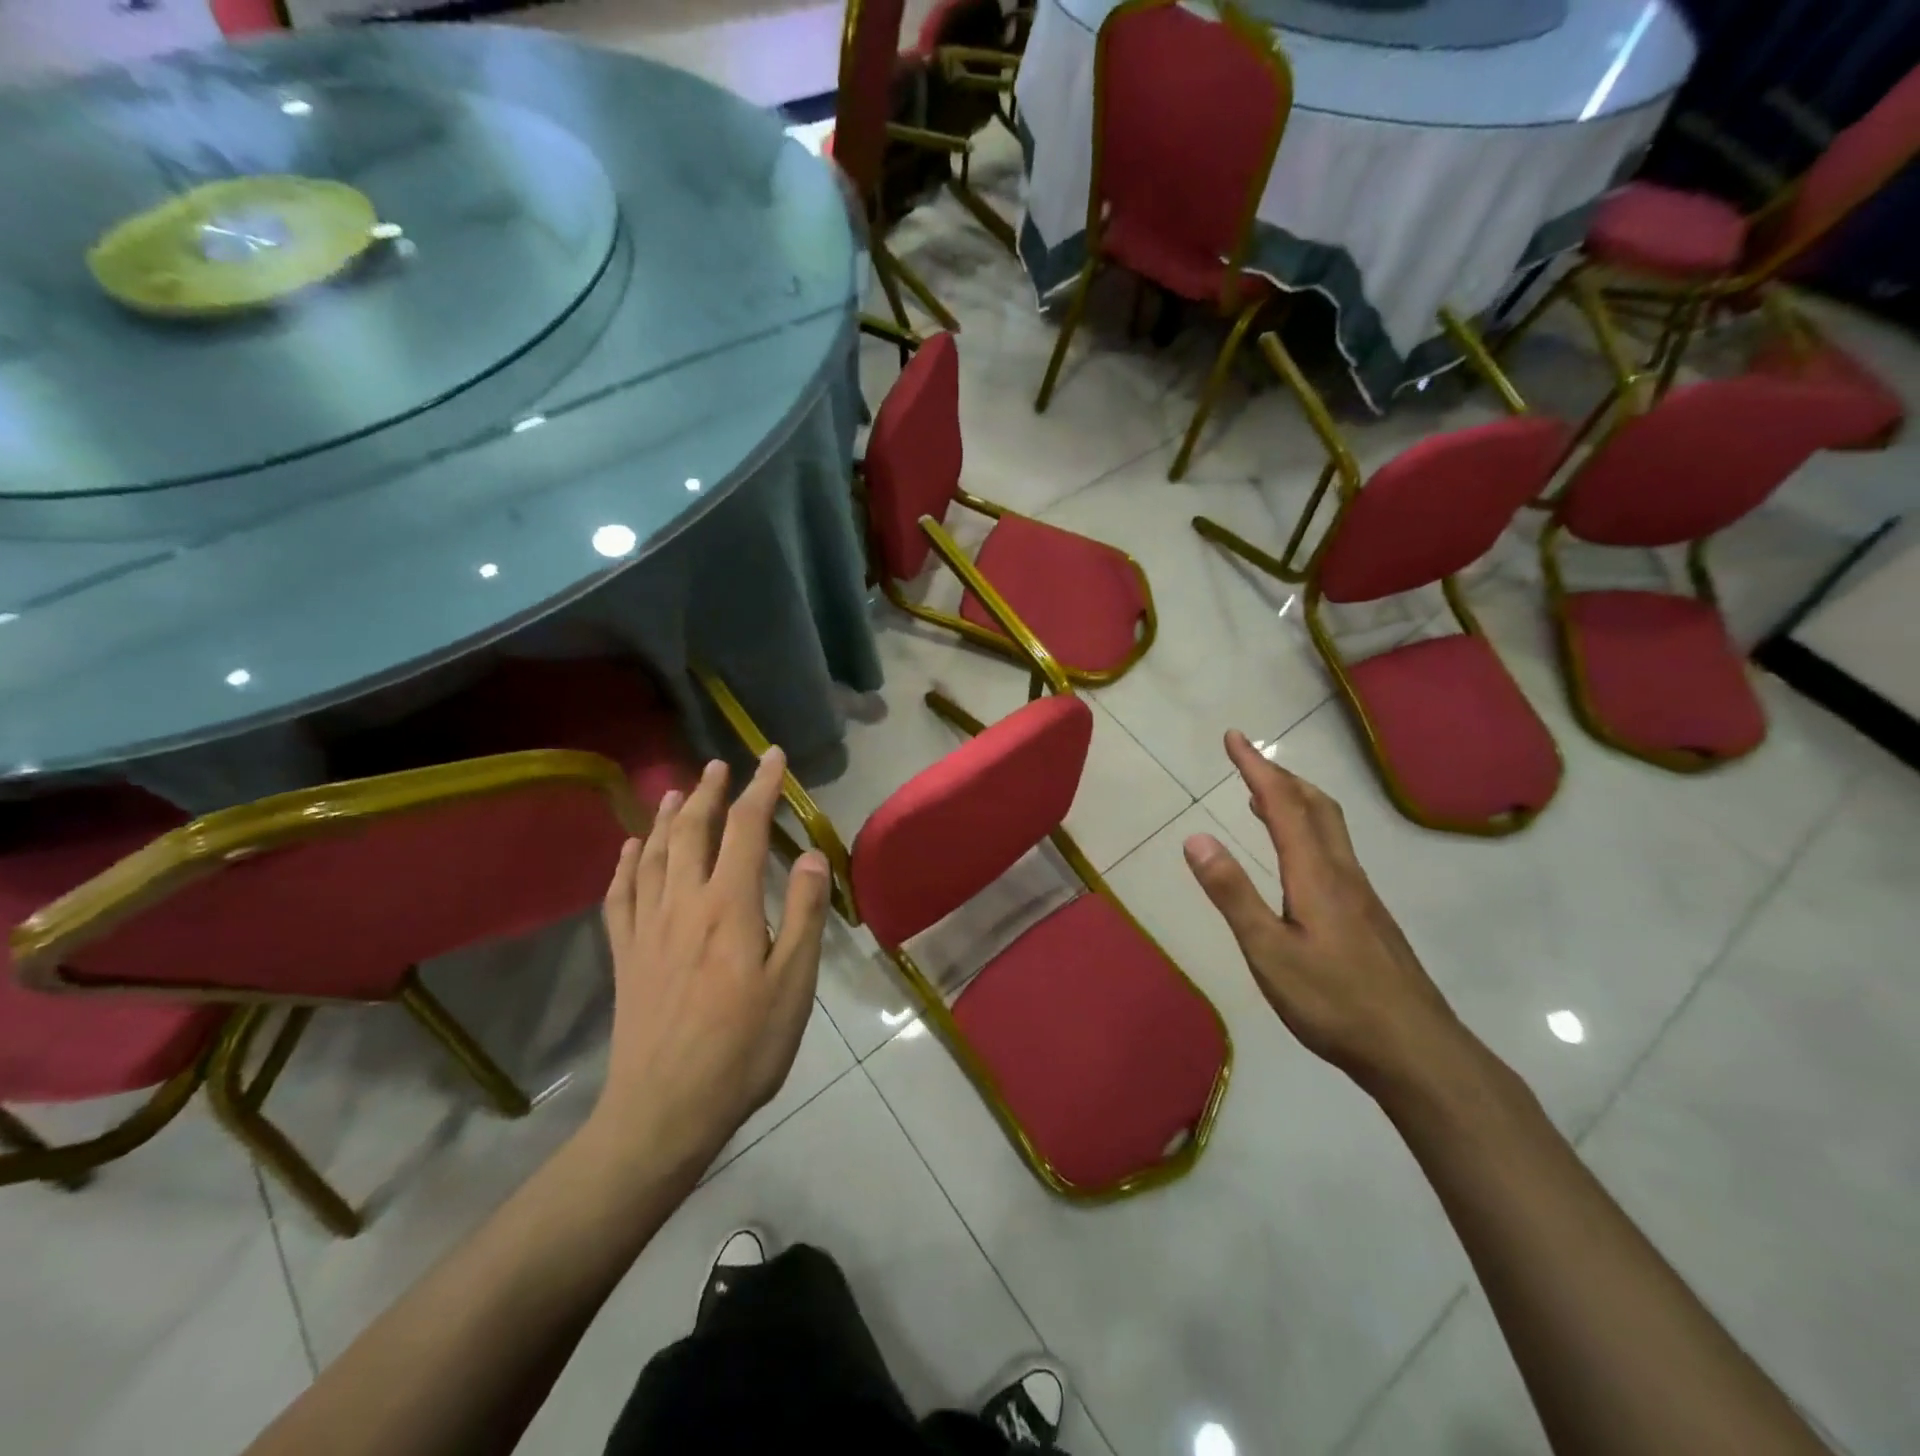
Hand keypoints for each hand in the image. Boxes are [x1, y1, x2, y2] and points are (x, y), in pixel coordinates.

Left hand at [592, 751, 830, 1174]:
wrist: (666, 1110)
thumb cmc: (744, 1048)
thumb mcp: (793, 983)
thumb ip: (802, 914)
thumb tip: (809, 856)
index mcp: (729, 906)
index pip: (746, 828)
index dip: (761, 788)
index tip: (772, 757)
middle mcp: (683, 903)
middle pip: (693, 831)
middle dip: (709, 793)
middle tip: (718, 766)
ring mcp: (647, 929)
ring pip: (653, 855)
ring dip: (667, 818)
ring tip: (676, 792)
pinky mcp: (626, 956)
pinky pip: (620, 896)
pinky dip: (625, 864)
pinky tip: (631, 849)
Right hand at [1182, 730, 1464, 1095]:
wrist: (1415, 1050)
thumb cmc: (1334, 1001)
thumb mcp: (1268, 951)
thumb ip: (1232, 894)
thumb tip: (1196, 838)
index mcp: (1316, 874)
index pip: (1283, 805)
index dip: (1256, 768)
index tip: (1234, 737)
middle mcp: (1343, 872)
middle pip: (1316, 806)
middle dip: (1280, 775)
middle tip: (1248, 759)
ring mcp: (1361, 894)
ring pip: (1330, 828)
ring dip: (1296, 800)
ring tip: (1264, 796)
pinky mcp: (1368, 916)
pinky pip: (1334, 851)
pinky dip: (1308, 830)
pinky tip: (1297, 857)